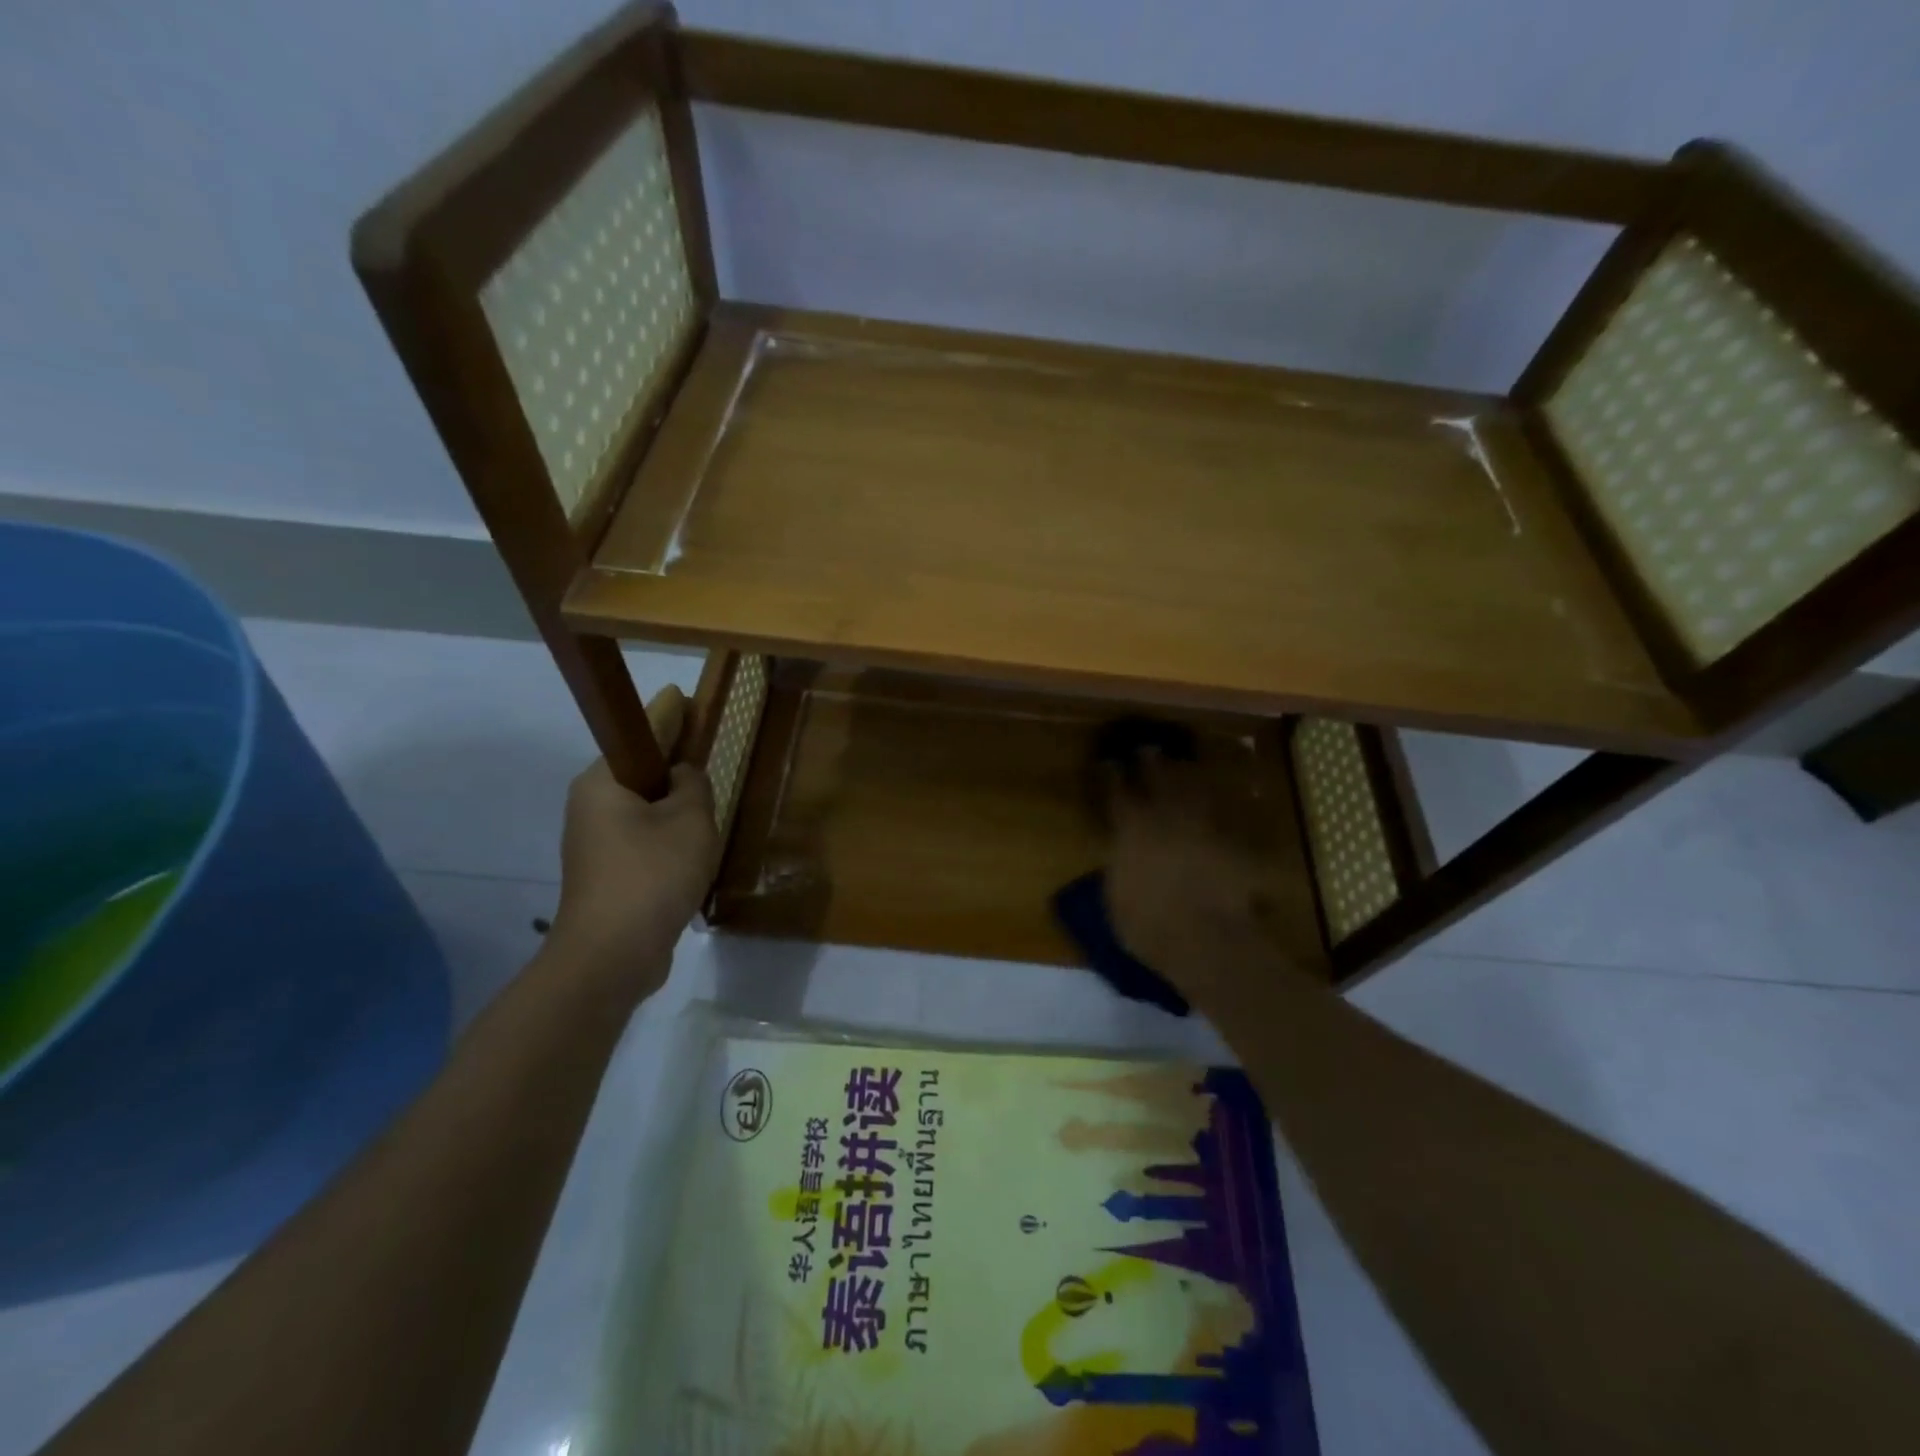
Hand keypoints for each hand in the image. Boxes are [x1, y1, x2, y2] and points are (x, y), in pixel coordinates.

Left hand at [545, 686, 720, 1001]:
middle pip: (641, 771)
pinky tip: (694, 846)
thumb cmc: (652, 875)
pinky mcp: (607, 873)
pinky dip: (669, 834)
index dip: (669, 714)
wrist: (611, 956)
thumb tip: (685, 775)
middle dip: (675, 763)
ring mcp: (595, 843)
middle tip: (708, 753)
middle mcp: (591, 805)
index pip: (641, 733)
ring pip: (644, 808)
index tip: (684, 695)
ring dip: (675, 805)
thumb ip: (694, 786)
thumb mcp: (690, 820)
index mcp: (603, 782)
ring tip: (709, 804)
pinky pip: (644, 838)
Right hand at [1103, 750, 1295, 1008]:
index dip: (1110, 775)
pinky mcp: (1234, 840)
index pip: (1116, 792)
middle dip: (1150, 760)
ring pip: (1196, 786)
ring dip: (1189, 772)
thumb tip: (1121, 856)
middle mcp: (1166, 817)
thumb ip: (1119, 867)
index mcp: (1131, 829)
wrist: (1207, 940)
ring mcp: (1204, 825)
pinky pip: (1233, 811)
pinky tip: (1234, 791)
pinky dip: (1233, 798)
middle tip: (1148, 748)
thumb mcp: (1115, 898)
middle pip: (1158, 777)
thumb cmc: (1149, 926)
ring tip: (1186, 761)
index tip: (1108, 762)